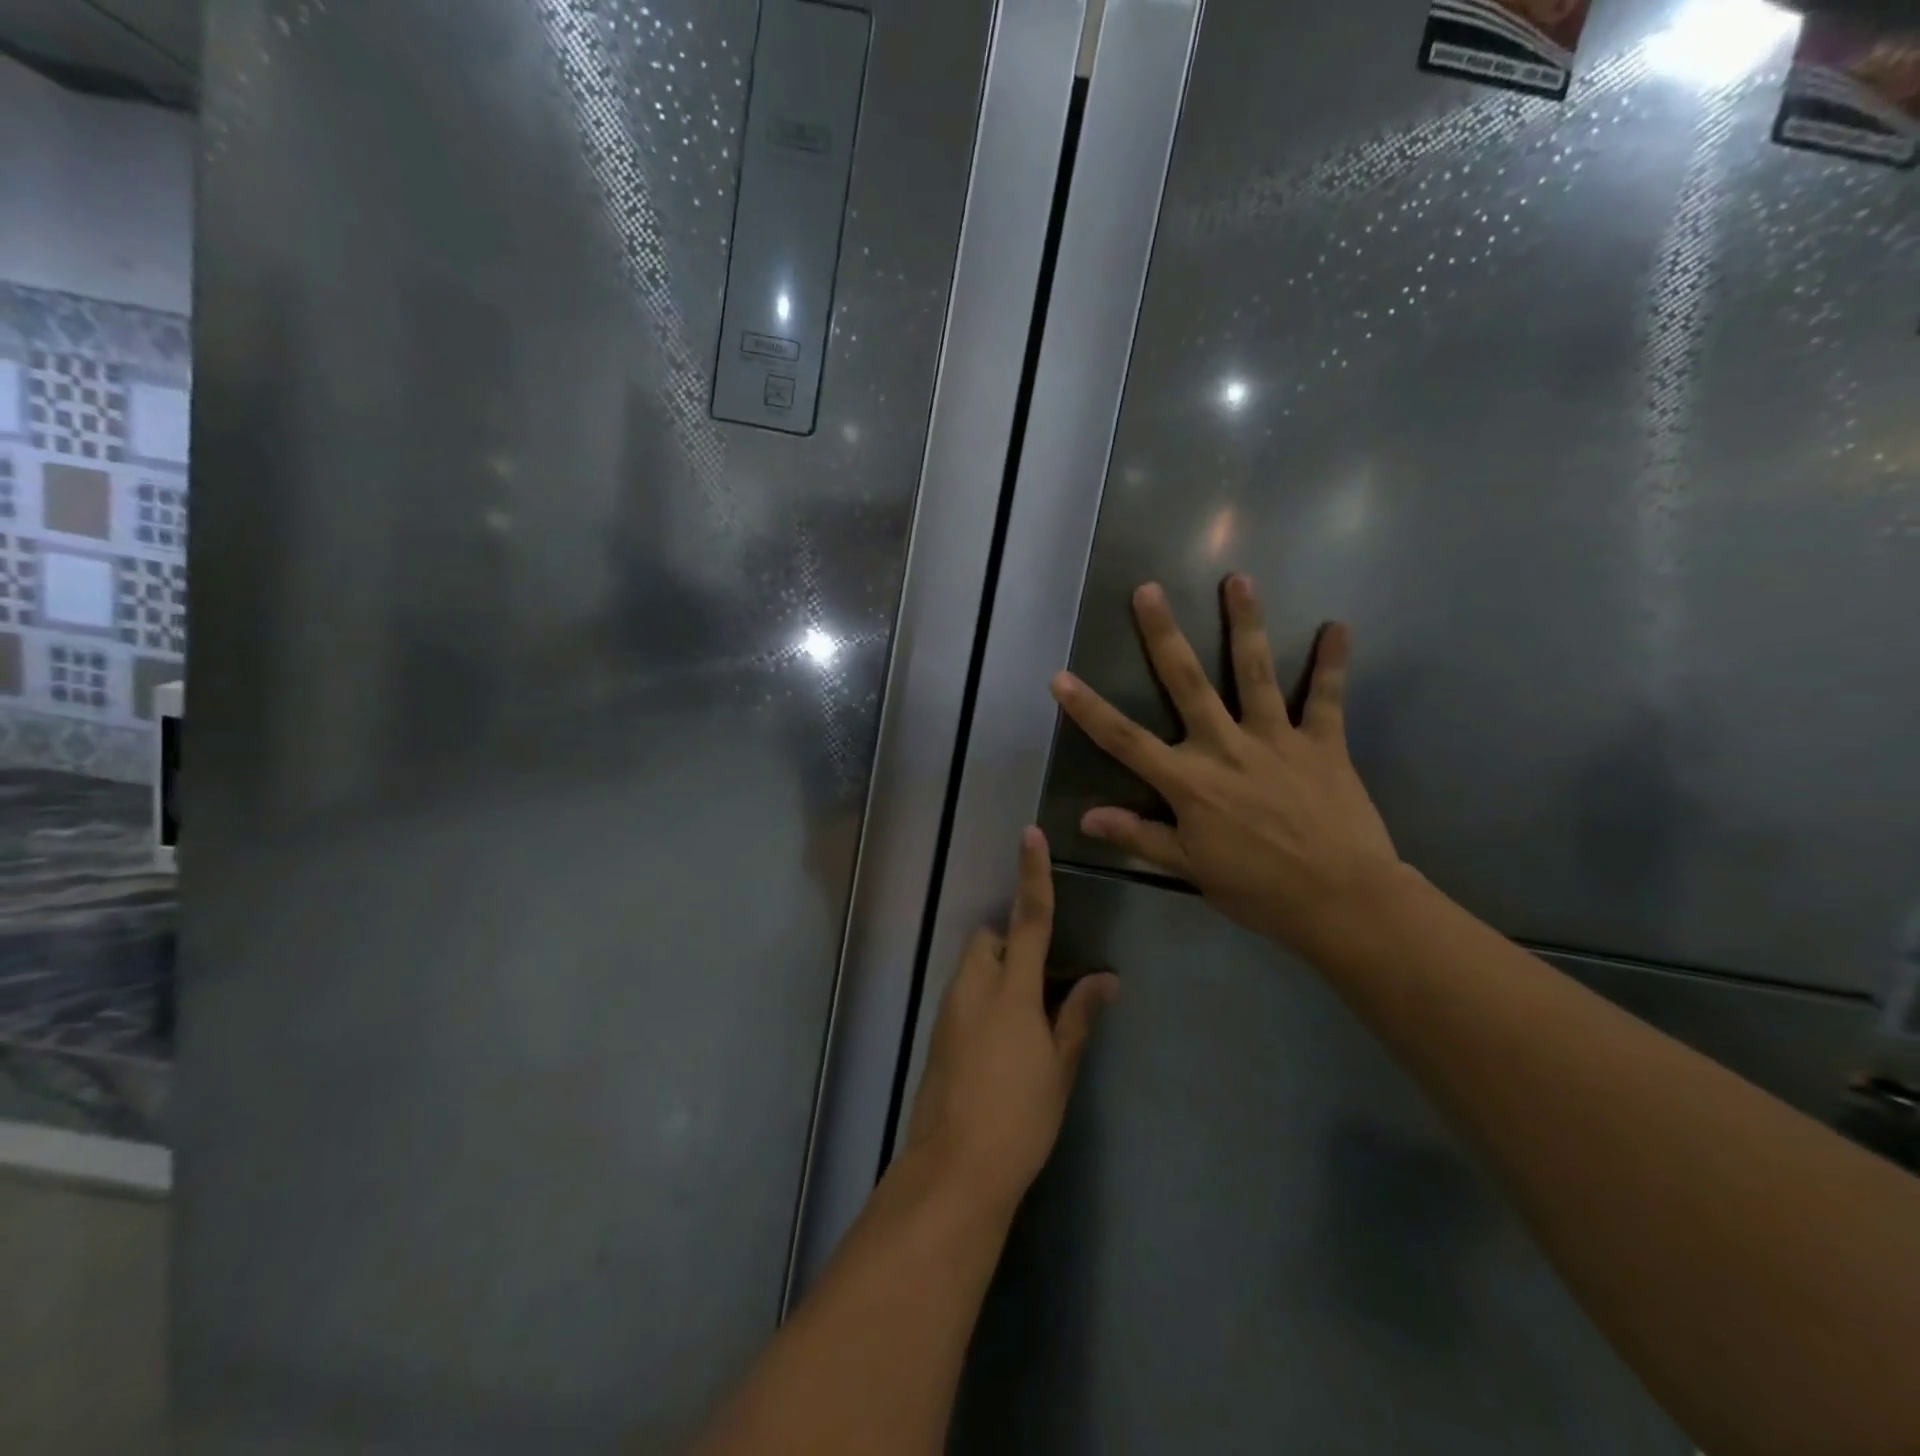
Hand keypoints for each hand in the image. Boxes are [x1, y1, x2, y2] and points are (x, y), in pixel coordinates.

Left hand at [904, 829, 1118, 1217]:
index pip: (1028, 919)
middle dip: (1010, 942)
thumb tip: (1106, 979)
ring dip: (997, 972)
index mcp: (1011, 991)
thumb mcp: (1059, 1068)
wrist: (954, 1169)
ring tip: (1026, 1018)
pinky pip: (964, 995)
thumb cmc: (1019, 1118)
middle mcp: (974, 989)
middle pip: (988, 939)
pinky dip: (983, 998)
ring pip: (973, 967)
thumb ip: (1079, 1016)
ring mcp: (949, 1011)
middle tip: (1041, 980)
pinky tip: (1002, 1042)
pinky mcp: (938, 1034)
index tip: (1030, 835)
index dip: (1032, 875)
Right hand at [1050, 576, 1401, 962]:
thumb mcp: (1190, 868)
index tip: (1060, 677)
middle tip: (1148, 591)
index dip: (1088, 709)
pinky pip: (1327, 697)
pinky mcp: (1322, 742)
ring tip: (1237, 579)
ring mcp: (1276, 739)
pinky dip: (1333, 662)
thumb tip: (1087, 817)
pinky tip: (1338, 626)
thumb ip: (1140, 835)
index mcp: (1188, 781)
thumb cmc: (1259, 889)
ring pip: (1255, 672)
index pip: (1125, 740)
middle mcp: (1225, 746)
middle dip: (1163, 635)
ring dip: (1245, 623)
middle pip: (1186, 682)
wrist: (1341, 900)